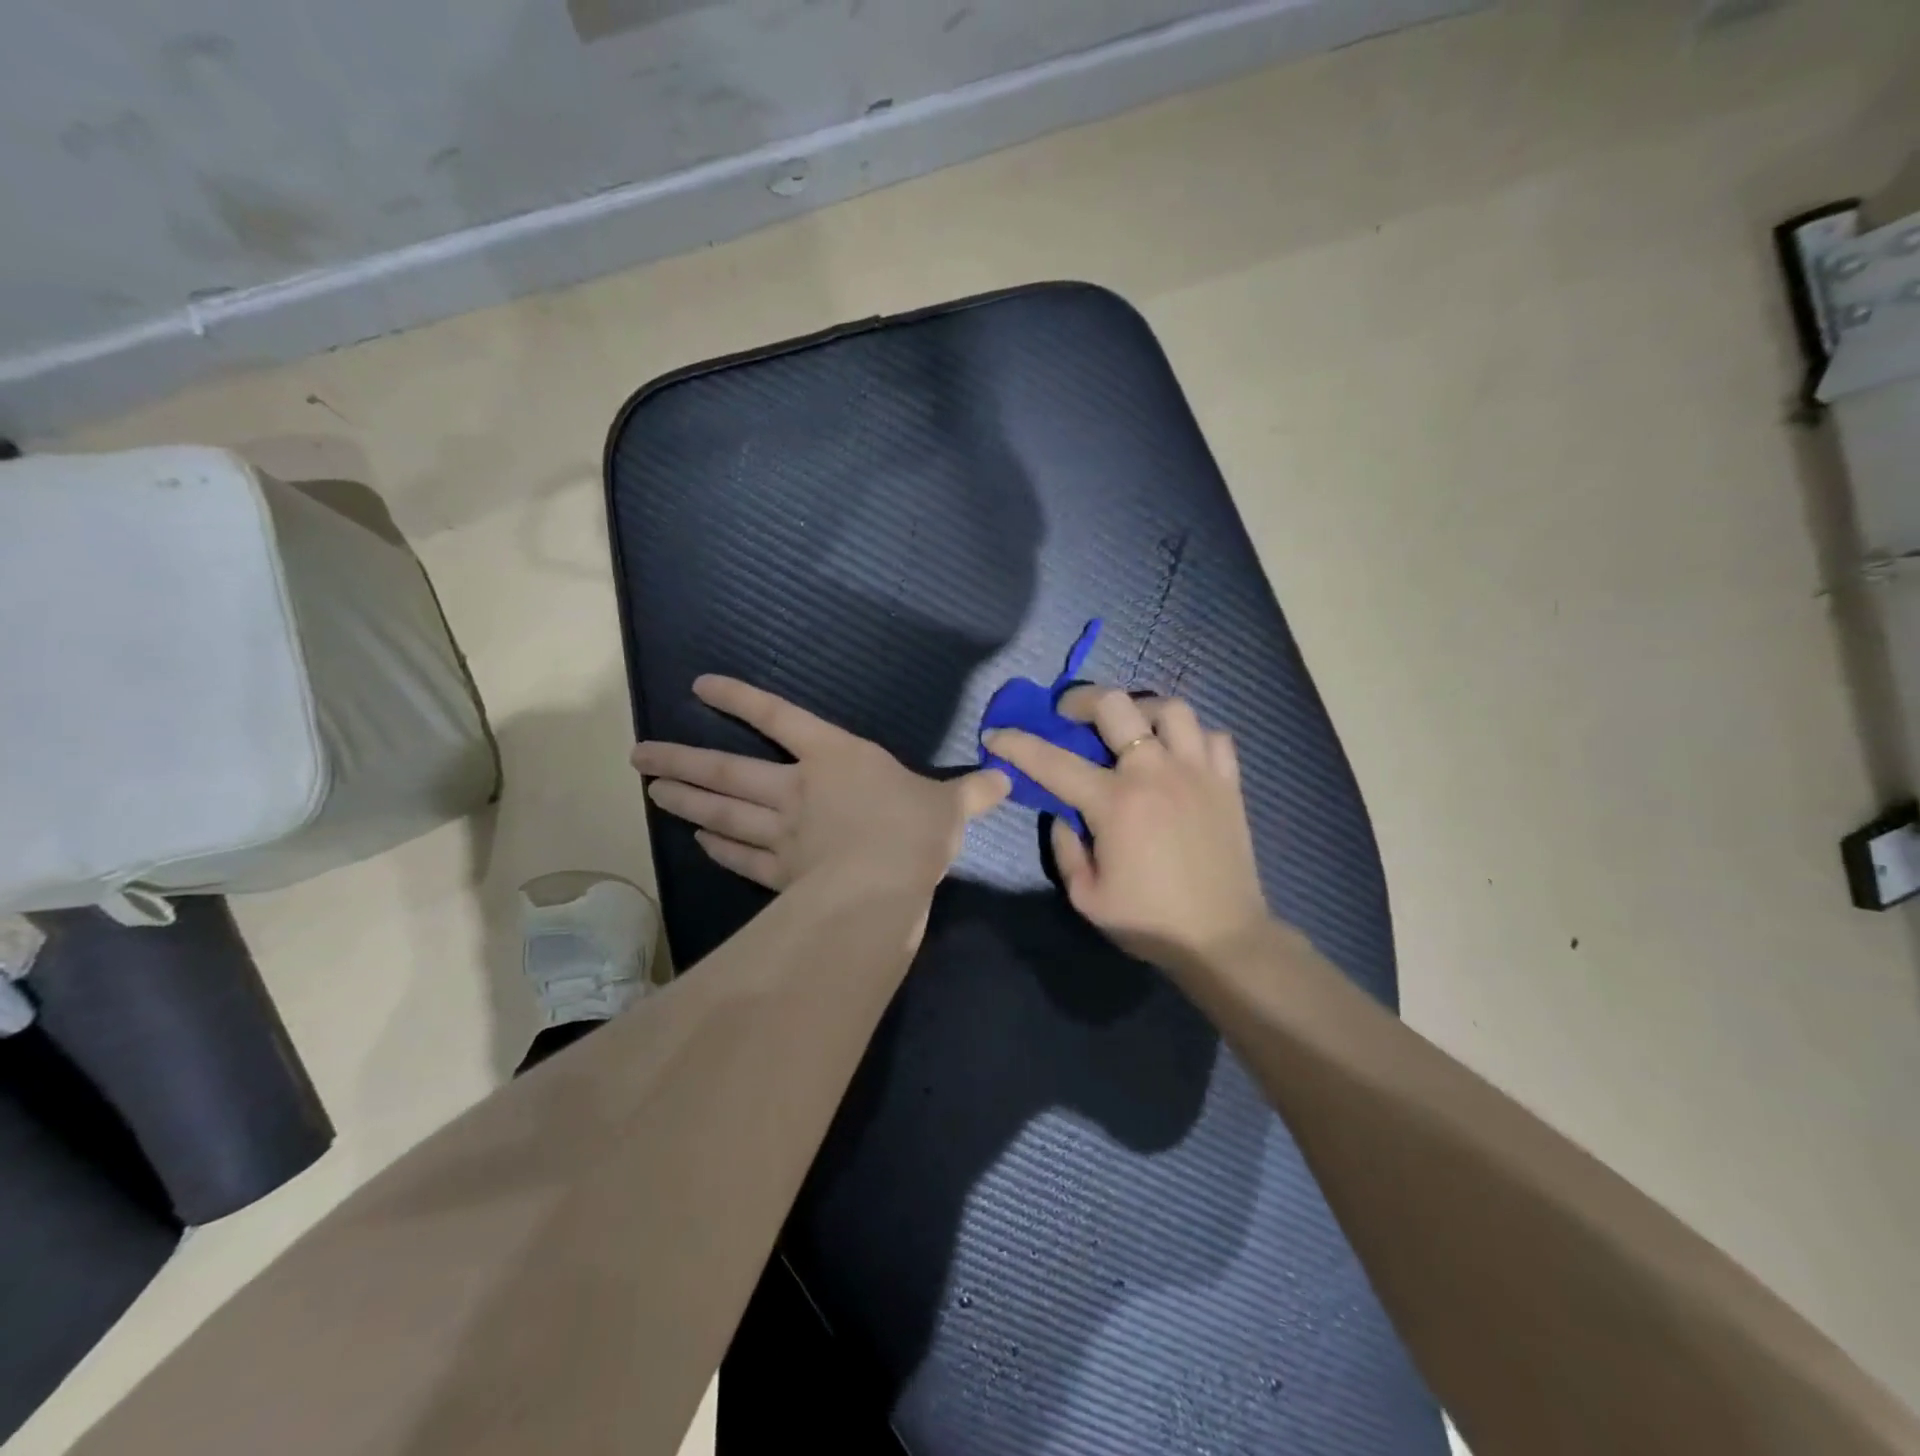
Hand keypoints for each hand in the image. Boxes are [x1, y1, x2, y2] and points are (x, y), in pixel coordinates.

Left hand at [631, 676, 1009, 895]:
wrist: (885, 885)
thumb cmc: (913, 830)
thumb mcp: (950, 806)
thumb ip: (971, 791)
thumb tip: (1004, 778)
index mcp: (834, 758)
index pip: (779, 718)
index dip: (740, 700)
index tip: (700, 688)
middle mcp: (797, 789)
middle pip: (728, 771)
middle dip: (682, 761)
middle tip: (640, 756)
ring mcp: (782, 833)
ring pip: (722, 812)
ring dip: (685, 801)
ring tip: (651, 792)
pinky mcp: (780, 873)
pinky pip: (740, 856)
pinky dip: (718, 847)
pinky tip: (699, 841)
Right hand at [986, 687, 1271, 972]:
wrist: (1223, 939)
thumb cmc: (1149, 921)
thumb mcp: (1086, 896)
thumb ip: (1065, 847)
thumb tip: (1063, 813)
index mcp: (1115, 803)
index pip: (1053, 760)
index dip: (1017, 743)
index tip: (996, 734)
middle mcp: (1155, 773)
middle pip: (1116, 705)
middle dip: (1081, 700)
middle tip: (1070, 715)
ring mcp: (1197, 772)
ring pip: (1170, 708)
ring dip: (1141, 709)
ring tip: (1130, 726)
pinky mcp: (1228, 783)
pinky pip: (1213, 736)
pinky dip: (1190, 736)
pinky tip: (1177, 754)